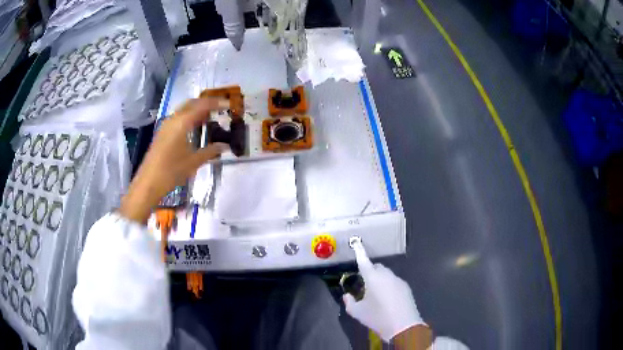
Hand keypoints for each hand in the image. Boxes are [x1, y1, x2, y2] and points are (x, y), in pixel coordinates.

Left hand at [119, 98, 228, 223]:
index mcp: (182, 123)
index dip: (216, 103)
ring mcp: (166, 125)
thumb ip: (210, 151)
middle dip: (206, 103)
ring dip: (196, 109)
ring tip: (210, 116)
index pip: (202, 106)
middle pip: (191, 103)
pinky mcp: (162, 133)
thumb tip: (224, 146)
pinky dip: (189, 117)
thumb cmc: (171, 172)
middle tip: (219, 108)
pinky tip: (195, 127)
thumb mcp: (193, 162)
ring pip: (184, 110)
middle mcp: (173, 119)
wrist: (148, 183)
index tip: (228, 104)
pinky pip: (178, 118)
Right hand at [343, 246, 425, 342]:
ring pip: (386, 275)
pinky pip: (394, 282)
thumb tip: (347, 296)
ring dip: (379, 279)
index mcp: (373, 278)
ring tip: (375, 295)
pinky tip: (387, 299)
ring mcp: (398, 280)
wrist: (403, 326)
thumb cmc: (377, 318)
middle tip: (363, 285)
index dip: (359, 252)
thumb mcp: (357, 312)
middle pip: (376, 267)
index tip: (357, 244)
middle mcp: (387, 275)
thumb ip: (349, 302)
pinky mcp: (406, 288)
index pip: (364, 261)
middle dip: (369, 272)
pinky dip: (388, 285)